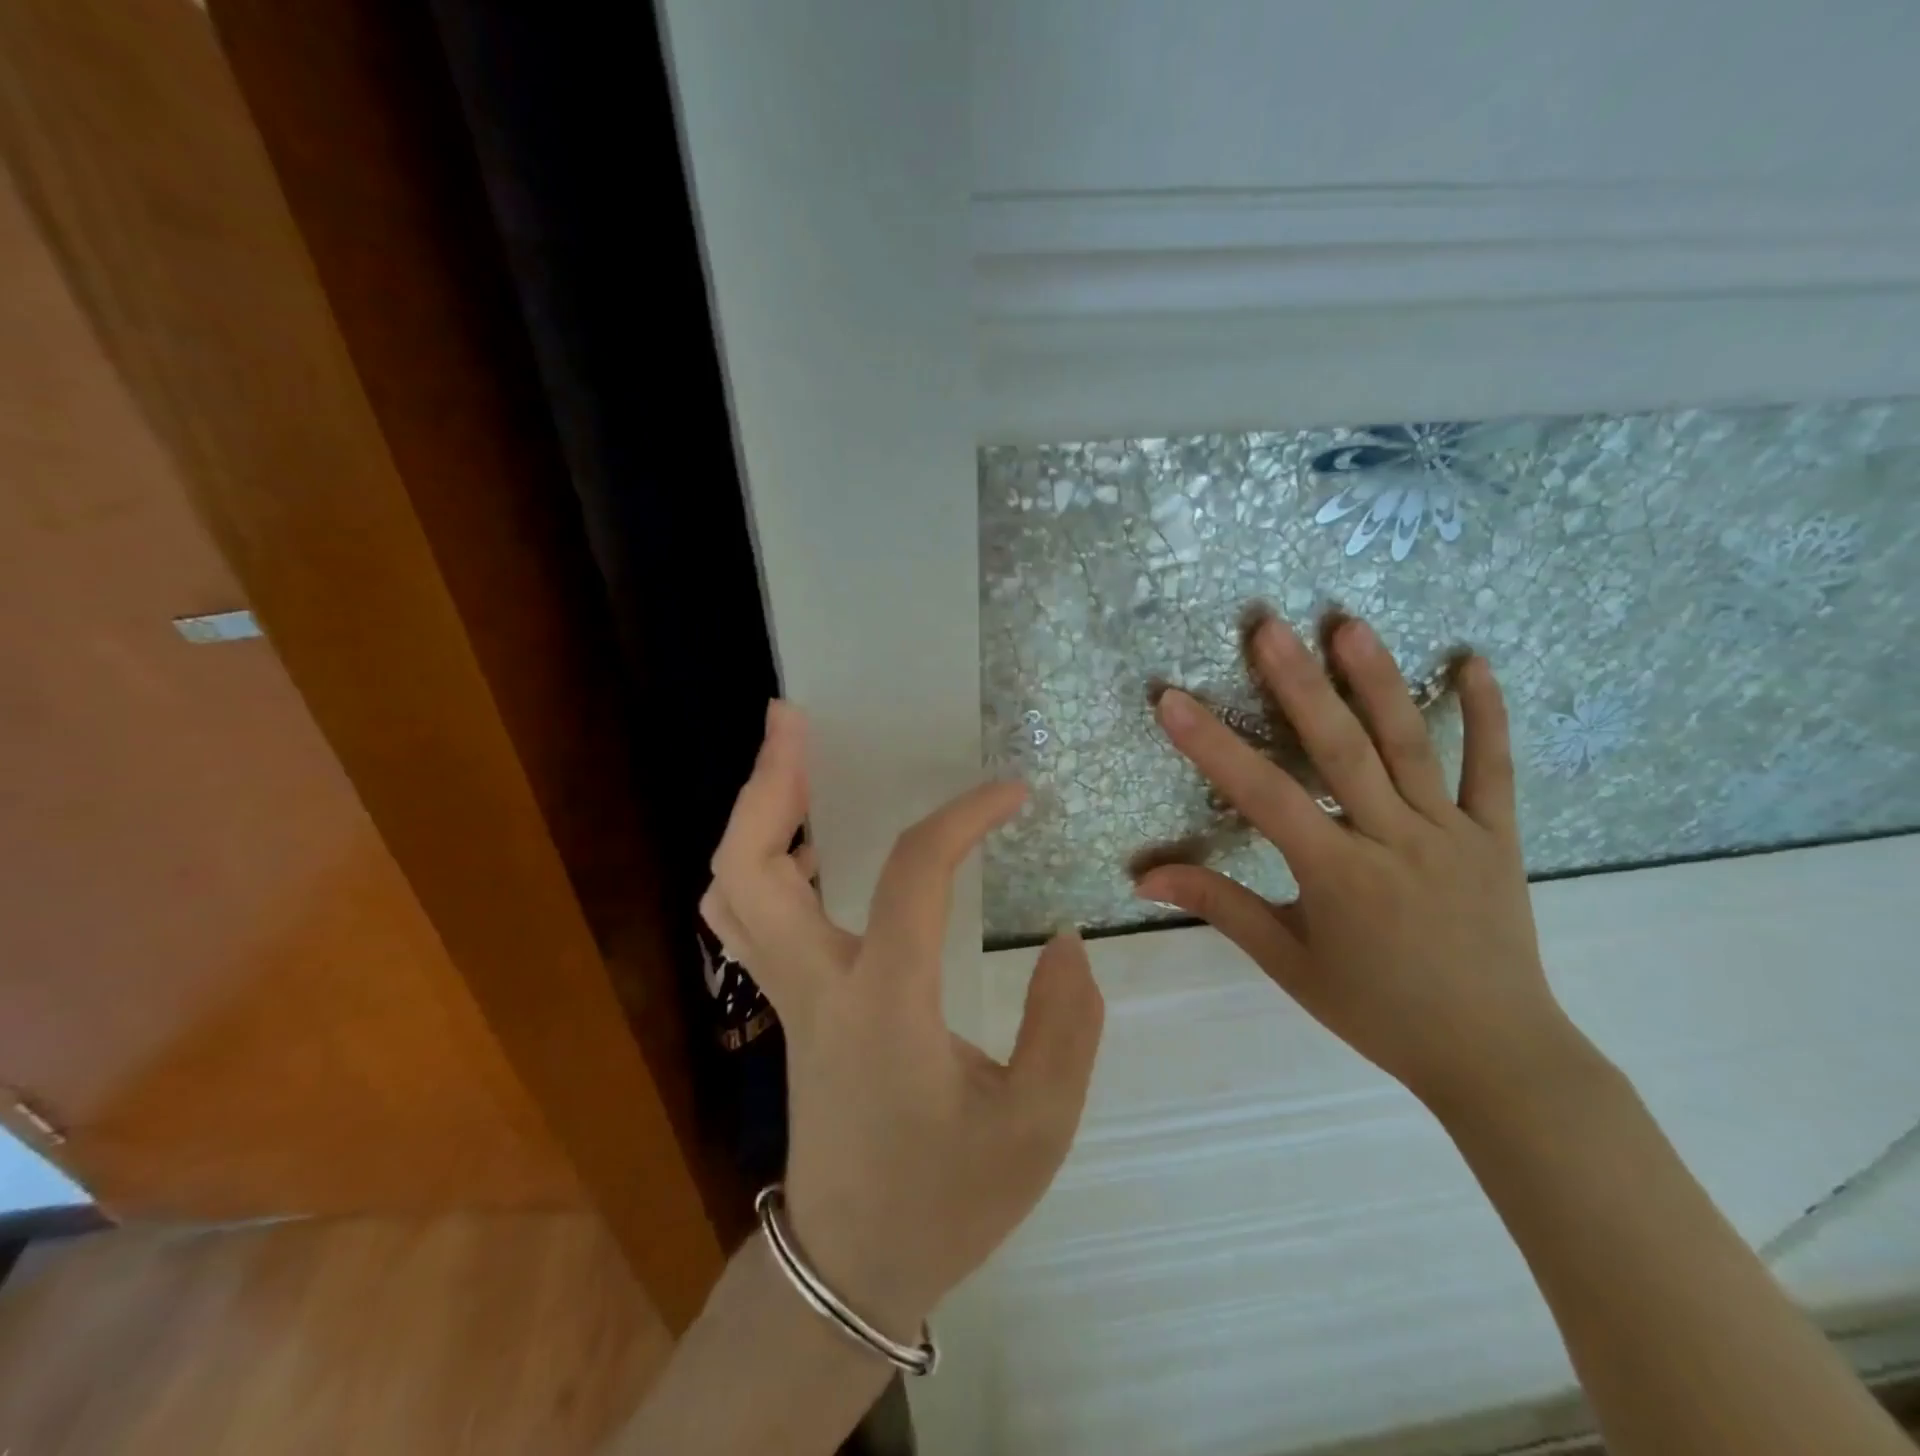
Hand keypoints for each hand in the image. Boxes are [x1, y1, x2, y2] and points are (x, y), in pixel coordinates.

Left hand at [701, 703, 1104, 1336]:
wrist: (852, 1270)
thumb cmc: (945, 1200)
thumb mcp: (1038, 1128)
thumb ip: (1065, 1027)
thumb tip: (1066, 943)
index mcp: (884, 1004)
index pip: (910, 874)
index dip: (962, 817)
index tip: (1010, 793)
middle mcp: (817, 986)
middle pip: (749, 867)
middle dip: (766, 782)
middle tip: (793, 718)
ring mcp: (788, 996)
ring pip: (732, 891)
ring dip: (753, 813)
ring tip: (790, 757)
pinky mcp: (787, 1006)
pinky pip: (746, 918)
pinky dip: (758, 859)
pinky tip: (804, 840)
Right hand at [1133, 613, 1574, 1115]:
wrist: (1495, 1055)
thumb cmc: (1377, 1010)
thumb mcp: (1288, 961)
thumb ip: (1219, 906)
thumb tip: (1144, 877)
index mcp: (1338, 873)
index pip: (1264, 796)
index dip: (1212, 745)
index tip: (1172, 699)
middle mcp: (1394, 839)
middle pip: (1340, 749)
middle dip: (1298, 683)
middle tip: (1268, 626)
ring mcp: (1453, 832)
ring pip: (1412, 744)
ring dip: (1377, 681)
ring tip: (1348, 624)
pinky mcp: (1498, 836)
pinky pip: (1493, 768)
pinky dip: (1486, 714)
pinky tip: (1472, 662)